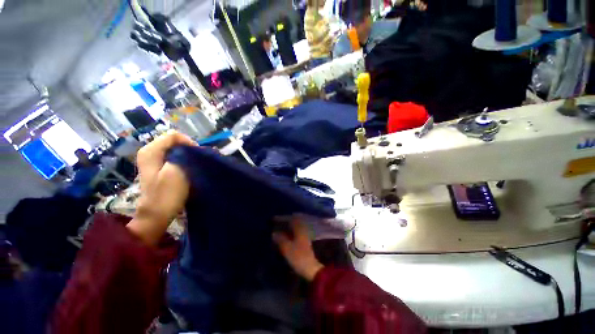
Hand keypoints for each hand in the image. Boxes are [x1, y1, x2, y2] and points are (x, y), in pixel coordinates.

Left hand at [127, 130, 196, 244]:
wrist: (156, 214)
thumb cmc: (167, 193)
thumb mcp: (176, 171)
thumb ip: (183, 155)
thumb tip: (193, 147)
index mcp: (151, 150)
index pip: (174, 135)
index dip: (189, 143)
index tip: (197, 155)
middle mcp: (150, 151)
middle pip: (174, 142)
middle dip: (188, 149)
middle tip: (197, 161)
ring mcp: (153, 160)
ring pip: (175, 150)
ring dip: (187, 156)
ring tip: (194, 166)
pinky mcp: (158, 168)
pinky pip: (173, 157)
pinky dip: (183, 161)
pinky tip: (188, 169)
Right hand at [273, 218, 323, 280]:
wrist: (311, 269)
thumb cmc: (299, 257)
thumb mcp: (287, 248)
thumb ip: (280, 239)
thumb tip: (274, 233)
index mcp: (299, 229)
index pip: (290, 219)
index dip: (282, 218)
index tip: (274, 218)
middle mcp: (303, 230)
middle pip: (294, 222)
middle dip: (285, 221)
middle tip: (276, 222)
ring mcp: (305, 236)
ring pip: (295, 227)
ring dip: (288, 226)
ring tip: (279, 228)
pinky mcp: (305, 242)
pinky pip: (296, 232)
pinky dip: (290, 231)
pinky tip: (286, 235)